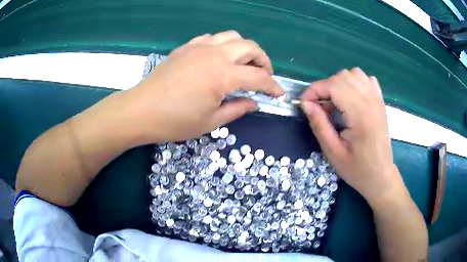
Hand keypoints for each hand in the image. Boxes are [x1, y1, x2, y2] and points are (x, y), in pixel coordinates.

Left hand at [125, 31, 283, 142]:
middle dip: (264, 60)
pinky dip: (223, 45)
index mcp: (223, 75)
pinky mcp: (186, 47)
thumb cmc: (175, 121)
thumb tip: (254, 102)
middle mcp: (215, 54)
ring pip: (232, 37)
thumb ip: (237, 109)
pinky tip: (219, 58)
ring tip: (244, 64)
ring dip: (245, 49)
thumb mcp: (211, 122)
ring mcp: (199, 46)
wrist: (141, 110)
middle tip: (264, 75)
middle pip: (250, 47)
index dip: (273, 86)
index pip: (259, 77)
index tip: (279, 93)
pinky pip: (212, 38)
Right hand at [301, 68, 403, 204]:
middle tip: (320, 108)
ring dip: (339, 83)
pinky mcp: (380, 102)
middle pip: (342, 77)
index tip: (304, 103)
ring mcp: (378, 99)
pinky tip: (351, 98)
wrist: (380, 176)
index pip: (334, 86)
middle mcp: (371, 101)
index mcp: (361, 115)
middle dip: (325, 87)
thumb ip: (319, 125)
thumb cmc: (358, 169)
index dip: (314, 90)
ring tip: (335, 102)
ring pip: (354, 74)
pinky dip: (355, 82)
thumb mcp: (333, 153)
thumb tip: (306, 104)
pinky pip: (366, 79)